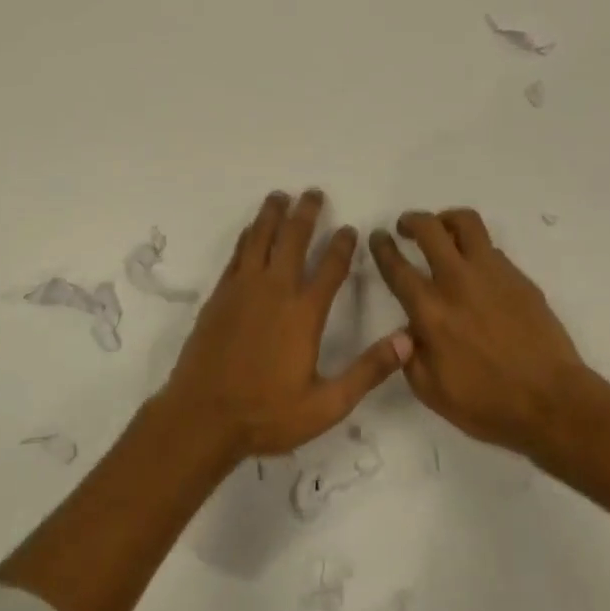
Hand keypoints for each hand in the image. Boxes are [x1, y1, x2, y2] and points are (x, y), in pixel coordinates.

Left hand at [162, 190, 410, 461]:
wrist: (201, 417)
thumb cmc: (266, 414)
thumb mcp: (326, 404)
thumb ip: (367, 371)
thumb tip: (407, 342)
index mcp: (304, 314)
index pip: (330, 268)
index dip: (342, 245)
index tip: (349, 228)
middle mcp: (275, 291)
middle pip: (293, 240)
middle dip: (306, 214)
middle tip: (313, 193)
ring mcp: (243, 290)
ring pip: (260, 239)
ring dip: (272, 214)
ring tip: (280, 196)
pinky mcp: (220, 296)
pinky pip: (237, 254)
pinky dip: (248, 236)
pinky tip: (252, 228)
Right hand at [369, 208, 588, 458]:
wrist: (552, 403)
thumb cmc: (487, 404)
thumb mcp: (430, 390)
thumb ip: (409, 354)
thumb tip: (407, 331)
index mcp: (430, 310)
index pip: (397, 266)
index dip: (382, 247)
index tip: (378, 237)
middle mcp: (457, 281)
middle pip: (429, 229)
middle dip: (411, 221)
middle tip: (405, 227)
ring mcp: (492, 274)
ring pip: (465, 223)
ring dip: (446, 220)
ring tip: (442, 230)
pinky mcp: (519, 277)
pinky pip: (491, 249)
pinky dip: (476, 249)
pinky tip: (476, 270)